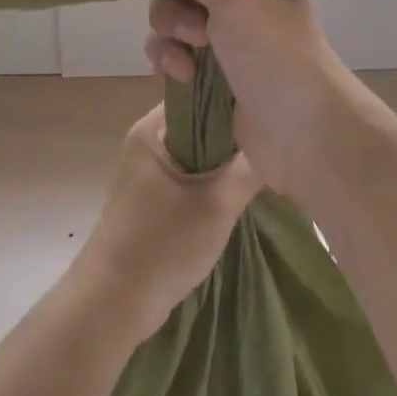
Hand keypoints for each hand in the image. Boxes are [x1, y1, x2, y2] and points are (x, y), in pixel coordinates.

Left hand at [70, 105, 259, 343]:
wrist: (114, 304)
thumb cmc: (163, 245)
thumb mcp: (218, 203)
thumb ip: (252, 166)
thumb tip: (282, 137)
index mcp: (153, 128)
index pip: (202, 91)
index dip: (238, 93)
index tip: (275, 100)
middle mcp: (149, 140)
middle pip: (204, 120)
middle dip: (238, 129)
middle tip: (280, 133)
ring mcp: (150, 169)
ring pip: (202, 149)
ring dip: (230, 157)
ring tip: (271, 157)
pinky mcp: (156, 195)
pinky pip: (194, 172)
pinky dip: (217, 177)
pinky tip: (246, 186)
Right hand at [144, 0, 357, 196]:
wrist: (305, 135)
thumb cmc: (277, 56)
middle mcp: (245, 2)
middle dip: (175, 7)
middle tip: (194, 32)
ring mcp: (230, 41)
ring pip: (175, 23)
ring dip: (168, 38)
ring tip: (185, 62)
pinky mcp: (215, 77)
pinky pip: (177, 56)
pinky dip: (170, 63)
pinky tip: (179, 78)